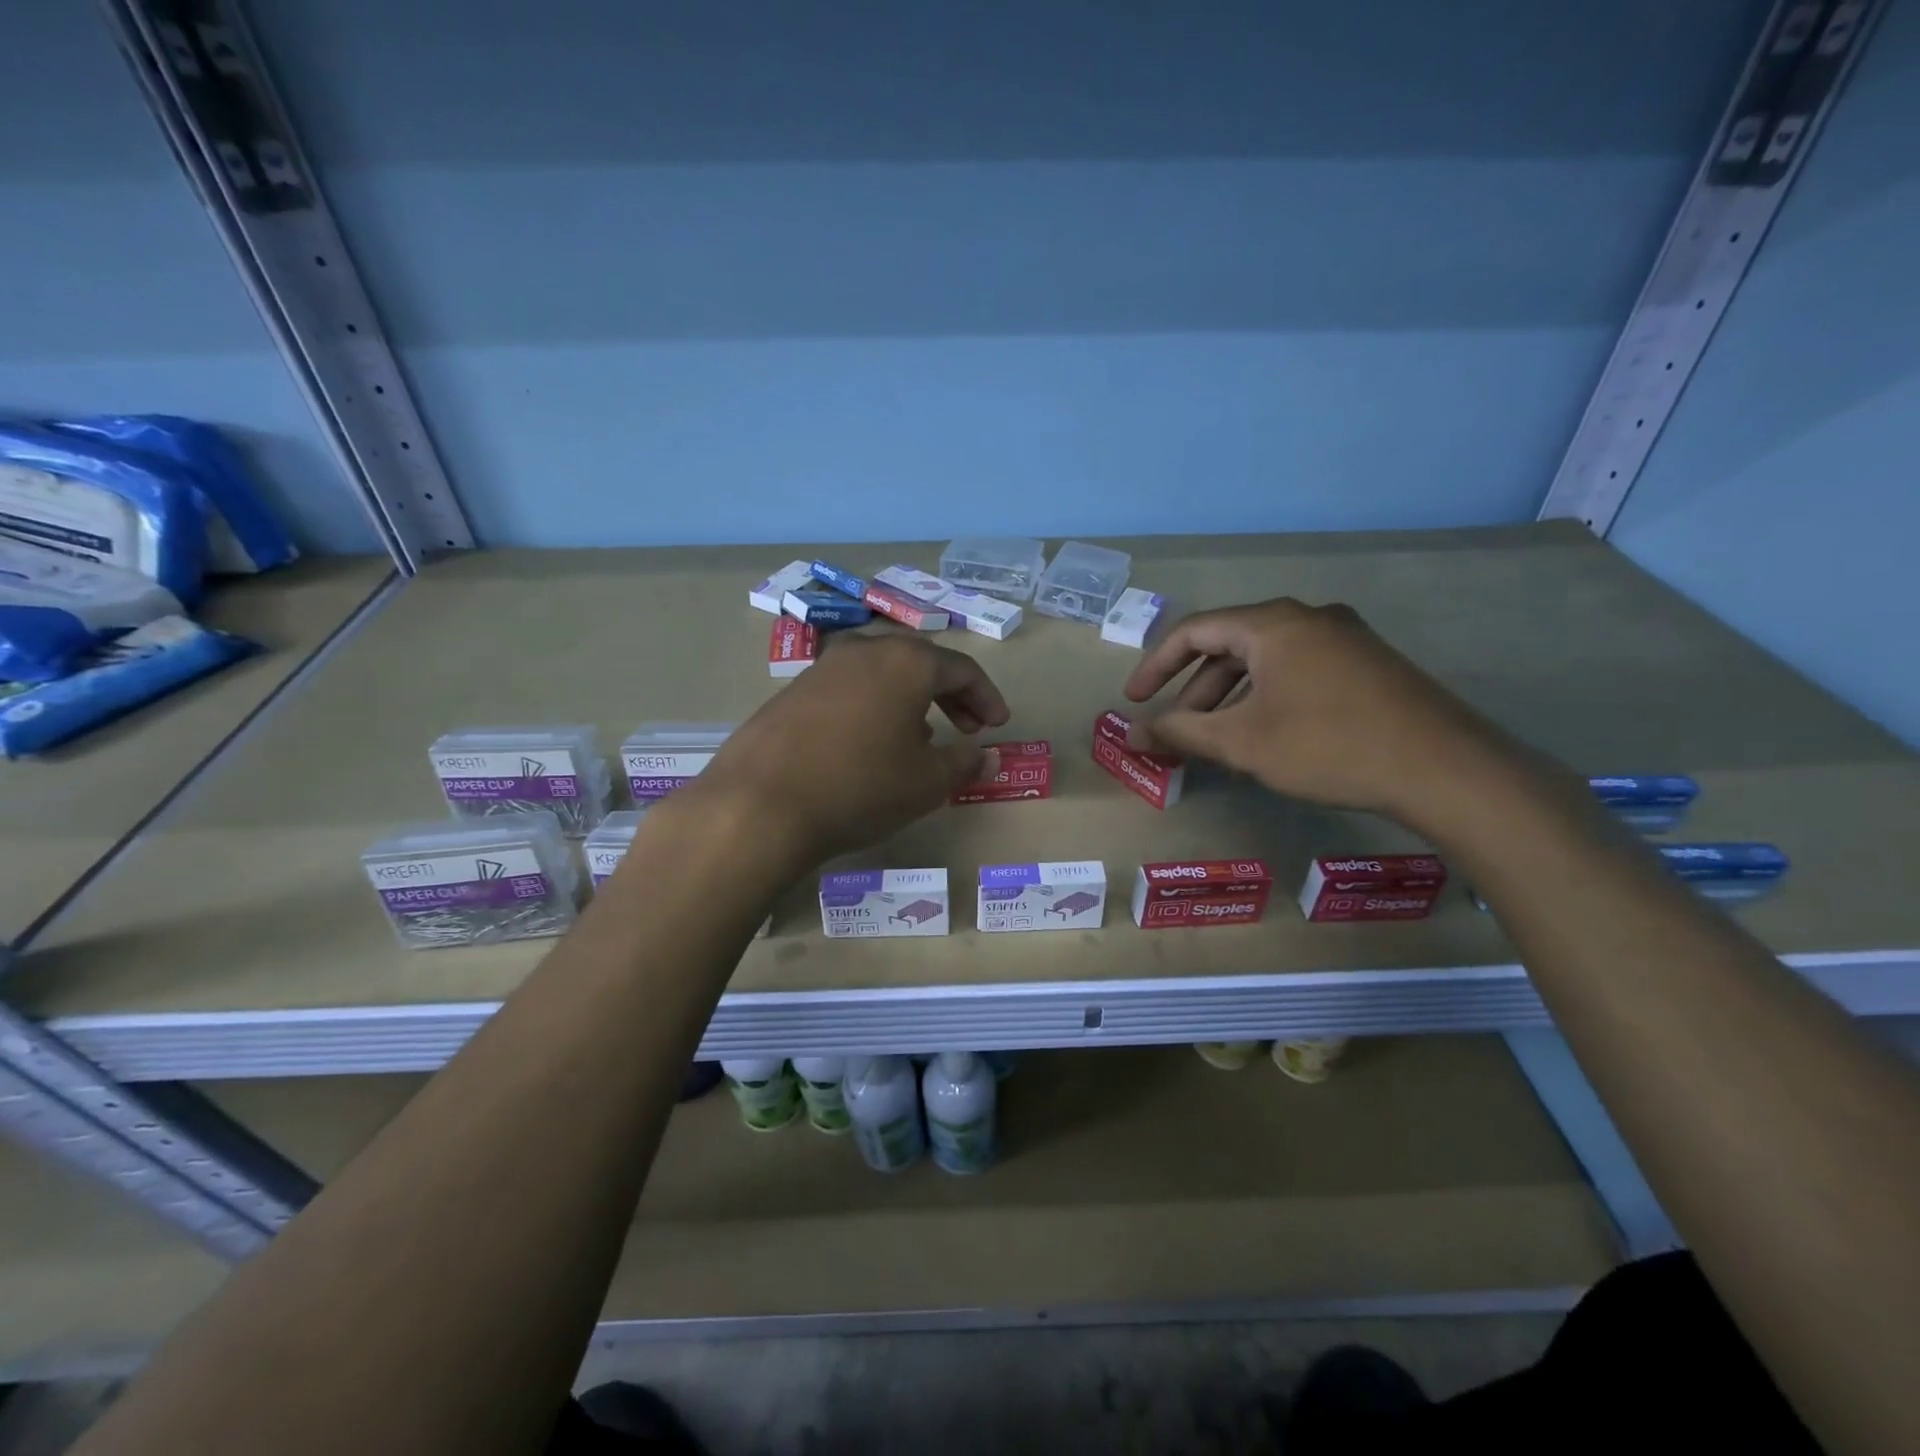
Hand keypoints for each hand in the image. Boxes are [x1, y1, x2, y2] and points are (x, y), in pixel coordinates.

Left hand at [696, 632, 1010, 868]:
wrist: (760, 804)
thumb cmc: (861, 787)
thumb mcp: (927, 782)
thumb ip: (965, 763)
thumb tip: (989, 756)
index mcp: (906, 662)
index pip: (962, 669)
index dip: (987, 697)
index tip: (998, 725)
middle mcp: (865, 651)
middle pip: (921, 664)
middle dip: (951, 695)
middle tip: (968, 729)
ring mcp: (823, 667)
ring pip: (883, 674)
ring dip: (911, 701)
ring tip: (921, 739)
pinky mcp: (792, 691)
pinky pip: (850, 689)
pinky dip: (874, 707)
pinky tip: (870, 744)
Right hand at [1122, 598, 1515, 821]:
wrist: (1444, 769)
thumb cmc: (1327, 745)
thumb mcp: (1242, 742)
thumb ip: (1181, 733)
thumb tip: (1133, 735)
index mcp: (1273, 624)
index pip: (1194, 631)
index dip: (1155, 666)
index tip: (1134, 701)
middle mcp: (1308, 618)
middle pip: (1230, 646)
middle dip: (1194, 690)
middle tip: (1175, 730)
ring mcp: (1345, 639)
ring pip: (1265, 663)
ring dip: (1230, 699)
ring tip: (1215, 742)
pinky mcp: (1368, 665)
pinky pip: (1297, 673)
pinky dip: (1266, 700)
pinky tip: (1265, 739)